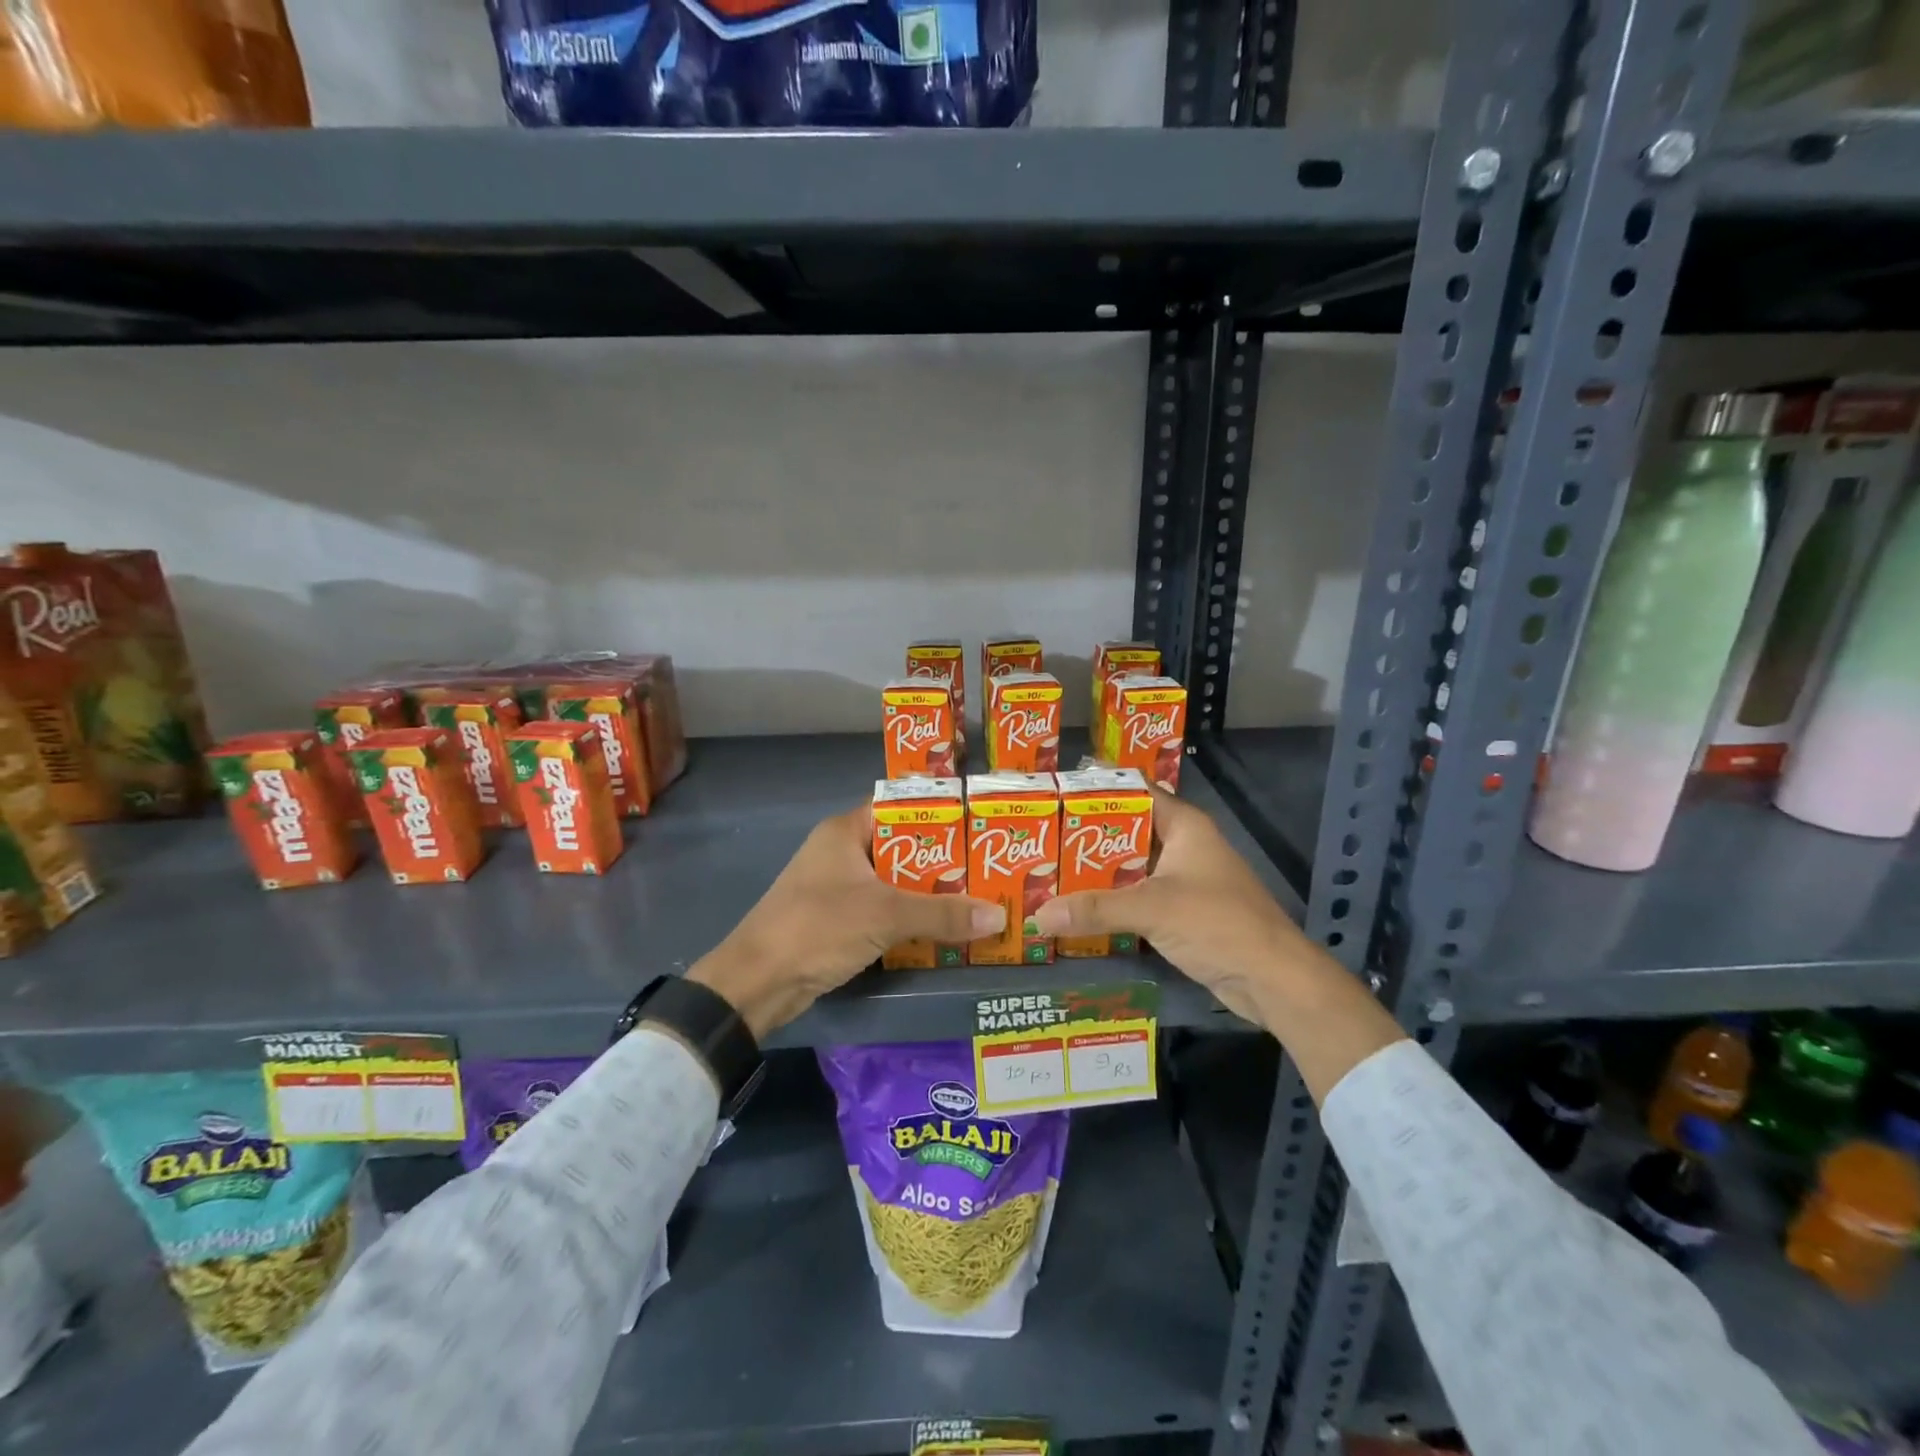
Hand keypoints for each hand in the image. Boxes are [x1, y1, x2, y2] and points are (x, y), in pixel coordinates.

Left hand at [686, 804, 1004, 1039]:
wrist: (756, 983)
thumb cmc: (819, 928)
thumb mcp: (886, 915)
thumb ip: (943, 914)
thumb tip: (1000, 916)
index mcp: (845, 831)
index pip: (899, 807)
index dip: (938, 813)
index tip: (979, 824)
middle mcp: (841, 852)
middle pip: (902, 847)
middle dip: (943, 860)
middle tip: (989, 867)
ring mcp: (837, 887)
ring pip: (894, 882)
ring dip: (928, 893)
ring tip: (977, 897)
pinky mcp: (837, 920)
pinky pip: (883, 909)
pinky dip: (910, 917)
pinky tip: (943, 929)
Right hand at [1031, 790, 1404, 1100]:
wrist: (1273, 979)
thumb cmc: (1218, 923)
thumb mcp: (1152, 909)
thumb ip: (1095, 909)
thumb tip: (1037, 915)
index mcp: (1184, 825)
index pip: (1134, 791)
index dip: (1096, 789)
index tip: (1052, 793)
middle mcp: (1183, 845)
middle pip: (1127, 830)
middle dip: (1085, 836)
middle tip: (1038, 838)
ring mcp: (1184, 880)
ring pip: (1131, 867)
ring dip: (1096, 872)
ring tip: (1047, 871)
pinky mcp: (1183, 912)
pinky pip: (1138, 897)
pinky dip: (1112, 900)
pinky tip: (1078, 908)